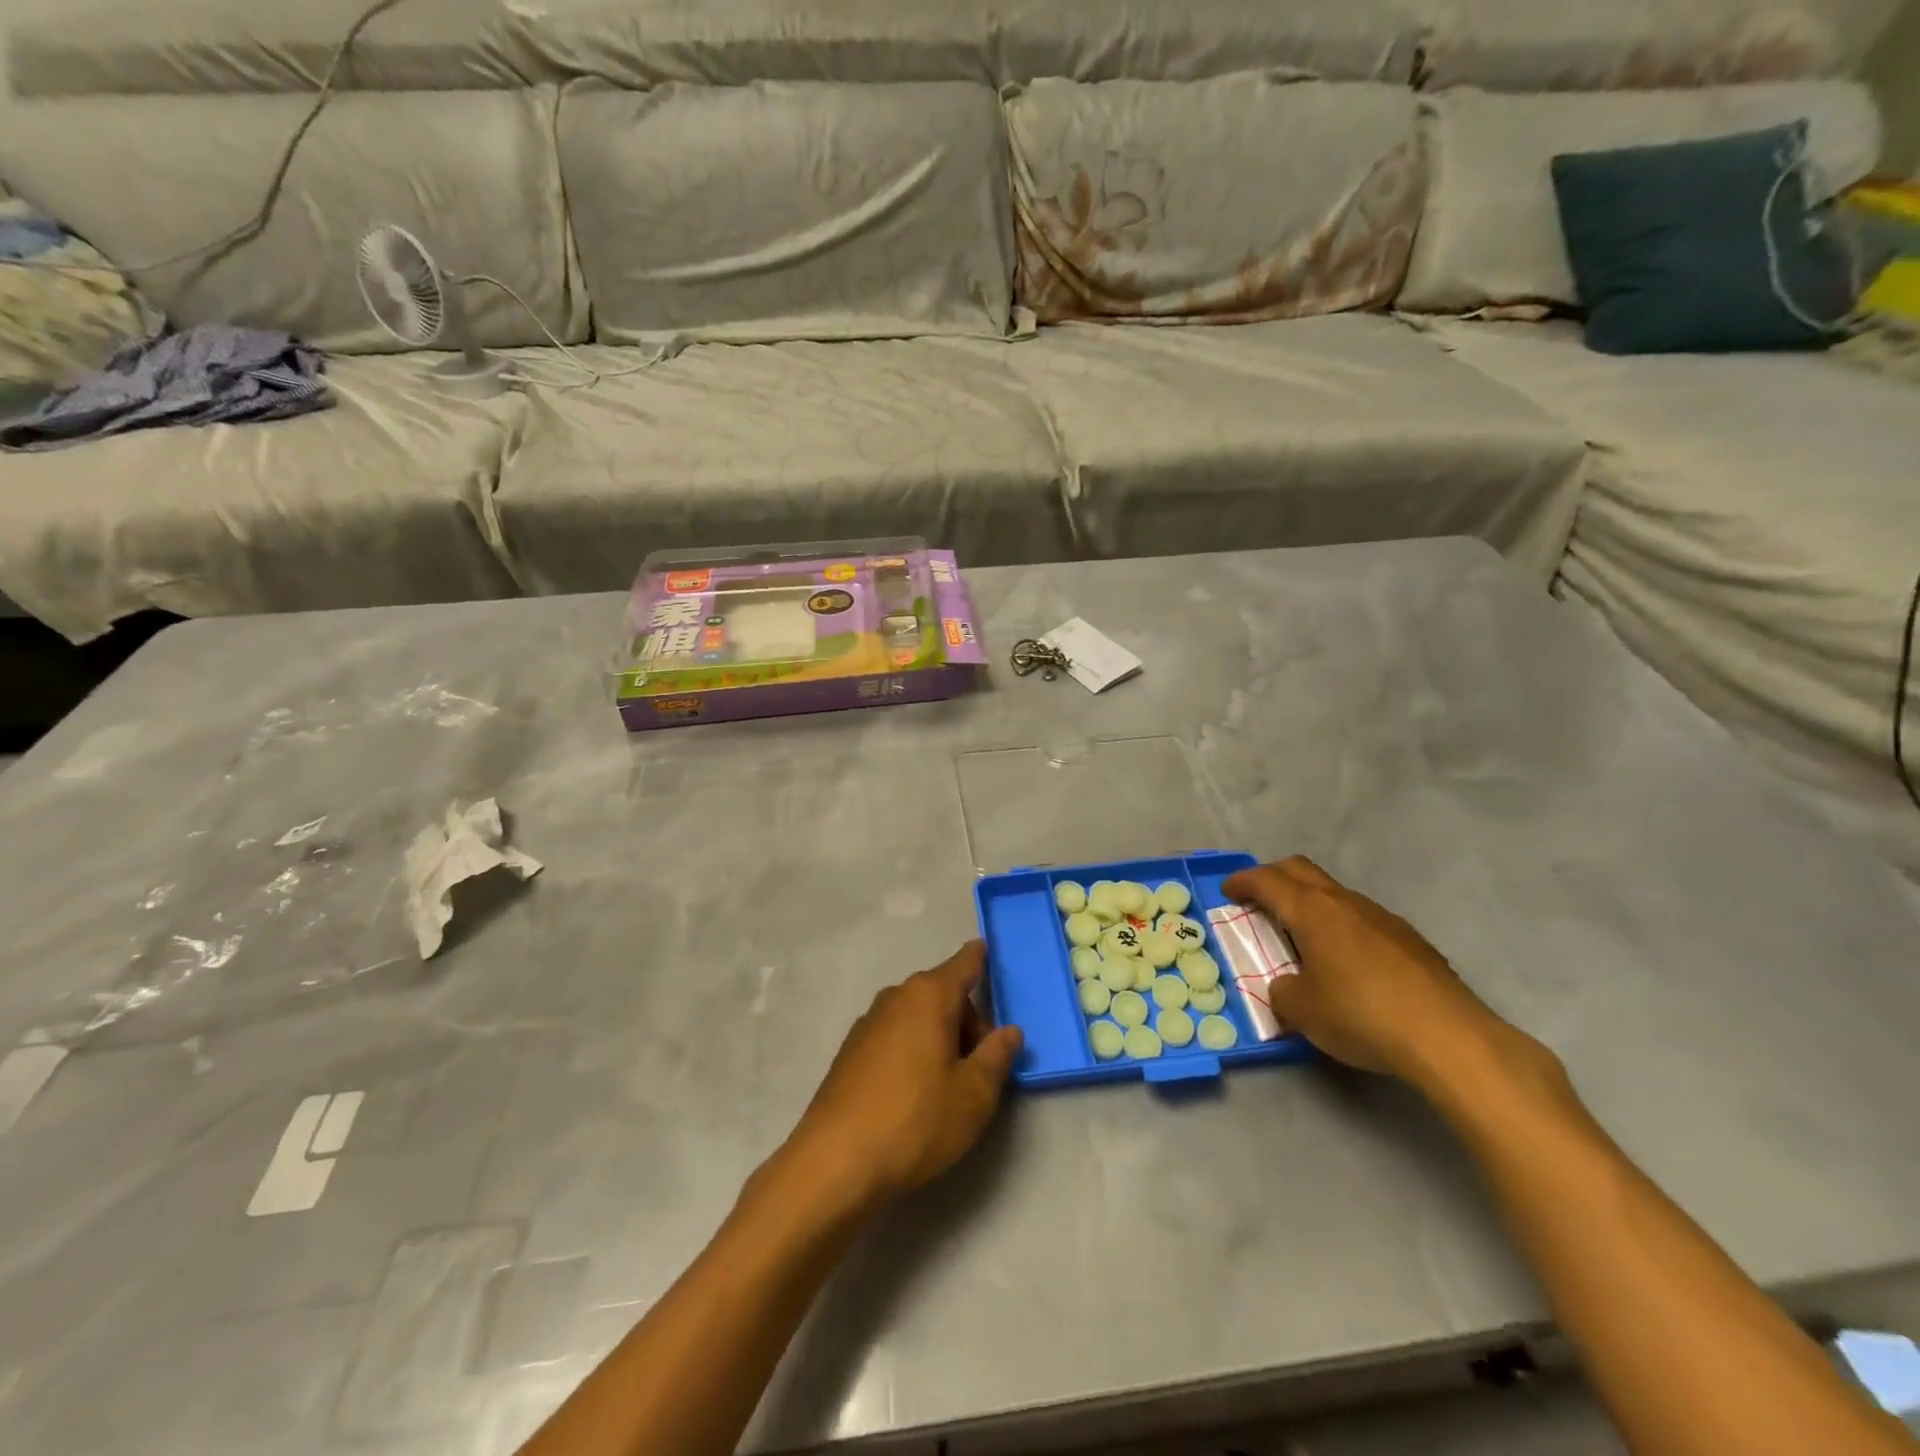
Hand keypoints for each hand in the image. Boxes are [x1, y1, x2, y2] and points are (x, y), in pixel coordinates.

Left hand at [785, 941, 1023, 1208]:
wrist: (835, 1162)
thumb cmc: (916, 1121)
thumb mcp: (974, 1095)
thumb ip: (996, 1056)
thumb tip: (1010, 1031)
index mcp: (929, 996)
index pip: (963, 964)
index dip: (979, 957)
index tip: (986, 948)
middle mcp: (896, 997)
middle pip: (942, 994)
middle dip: (966, 1020)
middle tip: (981, 1067)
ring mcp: (868, 1023)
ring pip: (917, 1017)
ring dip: (938, 1037)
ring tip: (948, 1086)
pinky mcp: (849, 1052)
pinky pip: (894, 1036)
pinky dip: (912, 1050)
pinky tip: (913, 1094)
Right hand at [1221, 857, 1501, 1082]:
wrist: (1448, 1038)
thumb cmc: (1360, 1014)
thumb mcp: (1301, 1010)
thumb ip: (1283, 991)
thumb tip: (1289, 986)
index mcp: (1312, 910)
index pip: (1267, 880)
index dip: (1243, 882)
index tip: (1228, 891)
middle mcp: (1345, 903)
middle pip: (1301, 870)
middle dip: (1274, 877)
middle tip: (1258, 898)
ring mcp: (1383, 918)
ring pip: (1335, 895)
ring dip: (1311, 905)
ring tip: (1303, 937)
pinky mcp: (1411, 941)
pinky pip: (1363, 921)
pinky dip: (1342, 928)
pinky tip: (1348, 963)